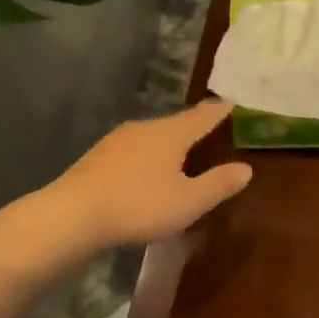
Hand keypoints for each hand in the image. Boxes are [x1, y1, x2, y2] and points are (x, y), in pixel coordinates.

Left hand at [38, 99, 252, 254]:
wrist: (72, 214)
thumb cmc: (139, 205)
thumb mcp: (188, 202)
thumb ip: (218, 184)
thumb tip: (246, 168)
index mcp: (170, 134)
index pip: (202, 116)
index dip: (219, 111)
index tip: (231, 103)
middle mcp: (144, 128)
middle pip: (175, 124)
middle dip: (193, 127)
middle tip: (209, 131)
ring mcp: (117, 141)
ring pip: (152, 137)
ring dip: (168, 143)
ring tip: (180, 154)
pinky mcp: (98, 157)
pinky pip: (133, 151)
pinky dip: (147, 157)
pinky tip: (145, 173)